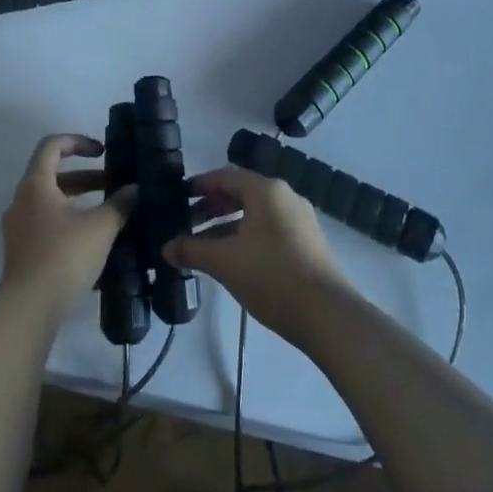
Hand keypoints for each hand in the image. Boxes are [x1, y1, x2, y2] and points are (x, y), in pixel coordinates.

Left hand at [0, 135, 135, 309]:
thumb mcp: (101, 227)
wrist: (29, 308)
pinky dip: (69, 221)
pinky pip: (46, 224)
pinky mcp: (21, 251)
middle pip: (53, 175)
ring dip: (79, 201)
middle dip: (86, 177)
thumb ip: (120, 204)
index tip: (102, 151)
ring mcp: (17, 227)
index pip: (52, 146)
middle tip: (114, 184)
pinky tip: (92, 240)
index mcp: (35, 185)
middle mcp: (21, 200)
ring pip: (51, 202)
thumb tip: (136, 189)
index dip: (78, 141)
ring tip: (108, 213)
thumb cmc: (64, 256)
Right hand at [165, 166, 354, 343]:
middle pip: (241, 194)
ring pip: (255, 215)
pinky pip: (269, 230)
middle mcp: (285, 197)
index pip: (226, 177)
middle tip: (187, 224)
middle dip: (212, 208)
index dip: (200, 185)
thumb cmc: (271, 276)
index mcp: (266, 190)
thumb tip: (166, 248)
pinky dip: (246, 237)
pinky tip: (233, 261)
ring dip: (228, 226)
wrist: (327, 315)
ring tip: (205, 247)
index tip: (178, 196)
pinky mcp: (308, 244)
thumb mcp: (225, 262)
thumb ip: (192, 250)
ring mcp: (300, 220)